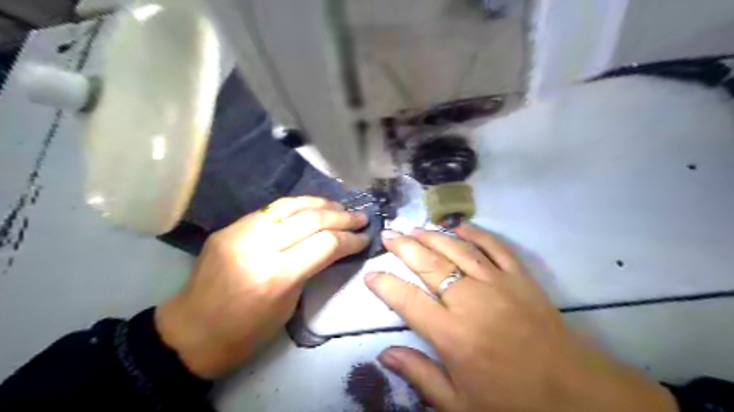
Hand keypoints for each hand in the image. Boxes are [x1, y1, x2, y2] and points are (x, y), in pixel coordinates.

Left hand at [157, 197, 369, 379]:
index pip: (325, 244)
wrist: (190, 334)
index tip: (365, 238)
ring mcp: (240, 232)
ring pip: (290, 205)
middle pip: (311, 219)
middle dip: (342, 218)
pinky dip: (296, 205)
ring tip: (340, 207)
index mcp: (276, 276)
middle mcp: (258, 247)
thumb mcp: (289, 305)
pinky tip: (310, 207)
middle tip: (361, 218)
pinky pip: (270, 209)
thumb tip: (333, 247)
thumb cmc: (245, 333)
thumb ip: (310, 269)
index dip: (350, 239)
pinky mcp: (229, 227)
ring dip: (320, 204)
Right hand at [368, 225, 675, 411]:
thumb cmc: (512, 402)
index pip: (407, 300)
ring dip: (433, 235)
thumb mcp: (459, 404)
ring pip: (457, 250)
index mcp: (451, 334)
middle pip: (429, 264)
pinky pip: (495, 247)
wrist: (575, 395)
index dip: (384, 284)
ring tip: (414, 227)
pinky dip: (477, 233)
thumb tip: (384, 354)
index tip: (371, 273)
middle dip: (404, 247)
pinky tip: (460, 226)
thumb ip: (420, 375)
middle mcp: (470, 301)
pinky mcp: (520, 278)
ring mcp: (497, 284)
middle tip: (388, 234)